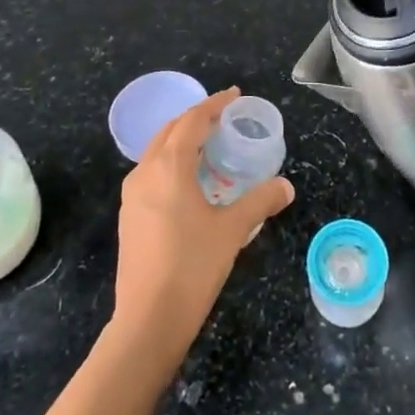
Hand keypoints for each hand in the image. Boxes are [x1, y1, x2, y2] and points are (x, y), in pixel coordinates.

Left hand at [108, 87, 294, 371]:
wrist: (148, 318)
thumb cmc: (192, 266)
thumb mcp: (232, 230)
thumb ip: (260, 201)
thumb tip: (286, 186)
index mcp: (169, 166)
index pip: (193, 121)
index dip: (214, 104)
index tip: (234, 95)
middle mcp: (145, 172)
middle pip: (171, 131)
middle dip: (196, 119)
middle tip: (224, 119)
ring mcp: (132, 195)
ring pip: (157, 152)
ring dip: (182, 141)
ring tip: (209, 147)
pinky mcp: (128, 216)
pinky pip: (151, 173)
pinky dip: (171, 164)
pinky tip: (189, 183)